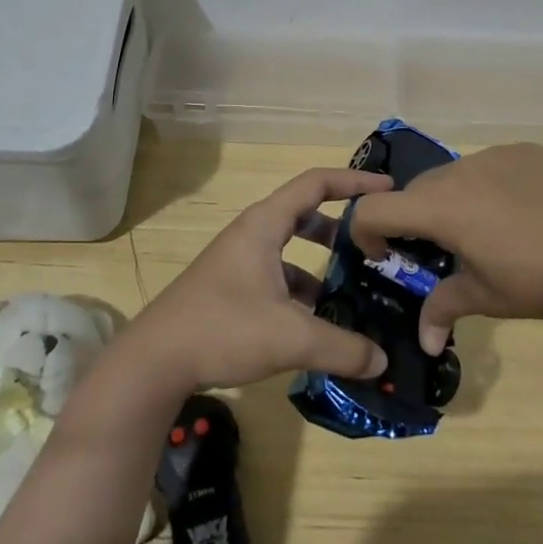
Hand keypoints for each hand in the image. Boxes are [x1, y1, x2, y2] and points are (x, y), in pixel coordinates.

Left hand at [122, 167, 395, 390]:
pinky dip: (300, 288)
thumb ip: (342, 347)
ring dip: (320, 262)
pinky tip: (316, 323)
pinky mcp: (230, 287)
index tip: (388, 189)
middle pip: (304, 213)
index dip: (354, 182)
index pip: (316, 183)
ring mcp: (238, 261)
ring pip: (290, 248)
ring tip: (352, 288)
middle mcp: (251, 234)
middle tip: (372, 243)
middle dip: (341, 225)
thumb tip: (382, 359)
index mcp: (265, 224)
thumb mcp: (291, 337)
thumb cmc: (223, 329)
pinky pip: (276, 275)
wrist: (154, 361)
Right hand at [348, 144, 542, 352]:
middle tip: (440, 250)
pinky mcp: (526, 151)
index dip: (366, 232)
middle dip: (414, 219)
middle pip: (415, 190)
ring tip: (487, 231)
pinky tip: (521, 212)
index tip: (387, 256)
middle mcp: (460, 170)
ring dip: (453, 200)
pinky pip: (491, 165)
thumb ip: (442, 308)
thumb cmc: (540, 280)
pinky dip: (489, 186)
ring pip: (454, 175)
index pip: (374, 208)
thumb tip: (423, 343)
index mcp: (440, 206)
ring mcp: (495, 154)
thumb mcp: (486, 297)